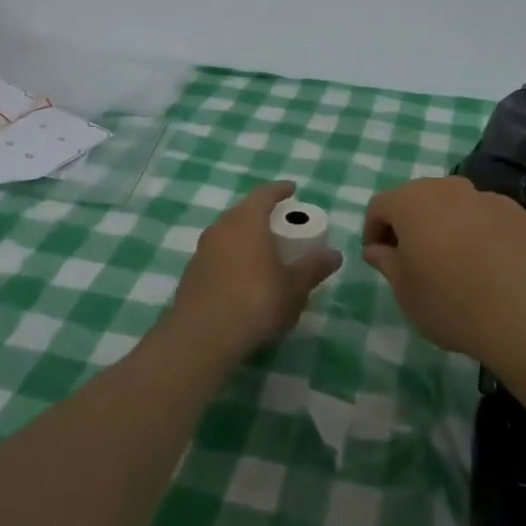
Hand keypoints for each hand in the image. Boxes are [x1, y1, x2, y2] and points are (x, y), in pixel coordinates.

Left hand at [167, 181, 341, 360]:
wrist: (202, 337)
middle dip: (262, 215)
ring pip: (228, 234)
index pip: (265, 194)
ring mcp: (202, 251)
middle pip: (243, 212)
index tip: (292, 189)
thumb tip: (334, 254)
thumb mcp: (294, 287)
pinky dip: (232, 259)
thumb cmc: (256, 301)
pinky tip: (243, 278)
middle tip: (281, 224)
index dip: (280, 190)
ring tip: (264, 252)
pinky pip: (217, 256)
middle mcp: (221, 228)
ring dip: (245, 238)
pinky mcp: (191, 274)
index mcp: (246, 221)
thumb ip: (313, 267)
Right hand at [362, 176, 525, 370]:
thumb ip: (385, 261)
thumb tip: (377, 248)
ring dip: (447, 224)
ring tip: (454, 260)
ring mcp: (488, 197)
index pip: (380, 205)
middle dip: (411, 222)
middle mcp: (449, 188)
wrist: (524, 316)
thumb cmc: (450, 303)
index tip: (378, 256)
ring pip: (457, 204)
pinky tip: (489, 264)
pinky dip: (481, 231)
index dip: (373, 229)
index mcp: (412, 202)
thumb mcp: (404, 291)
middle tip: (413, 256)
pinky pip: (488, 217)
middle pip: (419, 198)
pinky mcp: (520, 213)